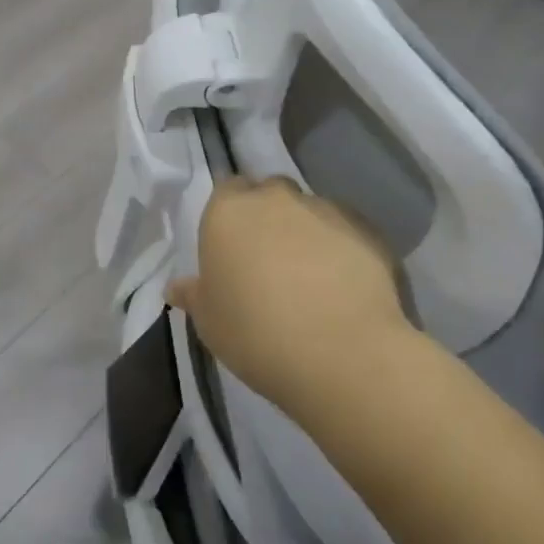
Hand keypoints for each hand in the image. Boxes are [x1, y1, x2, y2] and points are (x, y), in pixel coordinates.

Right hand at [167, 177, 417, 413]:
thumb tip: (176, 288)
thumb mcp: (209, 321)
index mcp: (228, 212)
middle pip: (269, 193)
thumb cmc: (255, 333)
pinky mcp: (367, 231)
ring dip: (306, 233)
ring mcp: (325, 211)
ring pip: (310, 212)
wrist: (341, 353)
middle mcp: (275, 199)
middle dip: (268, 217)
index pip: (226, 190)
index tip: (233, 247)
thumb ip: (194, 295)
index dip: (230, 216)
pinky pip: (345, 233)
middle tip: (268, 260)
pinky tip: (342, 287)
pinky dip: (340, 250)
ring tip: (311, 278)